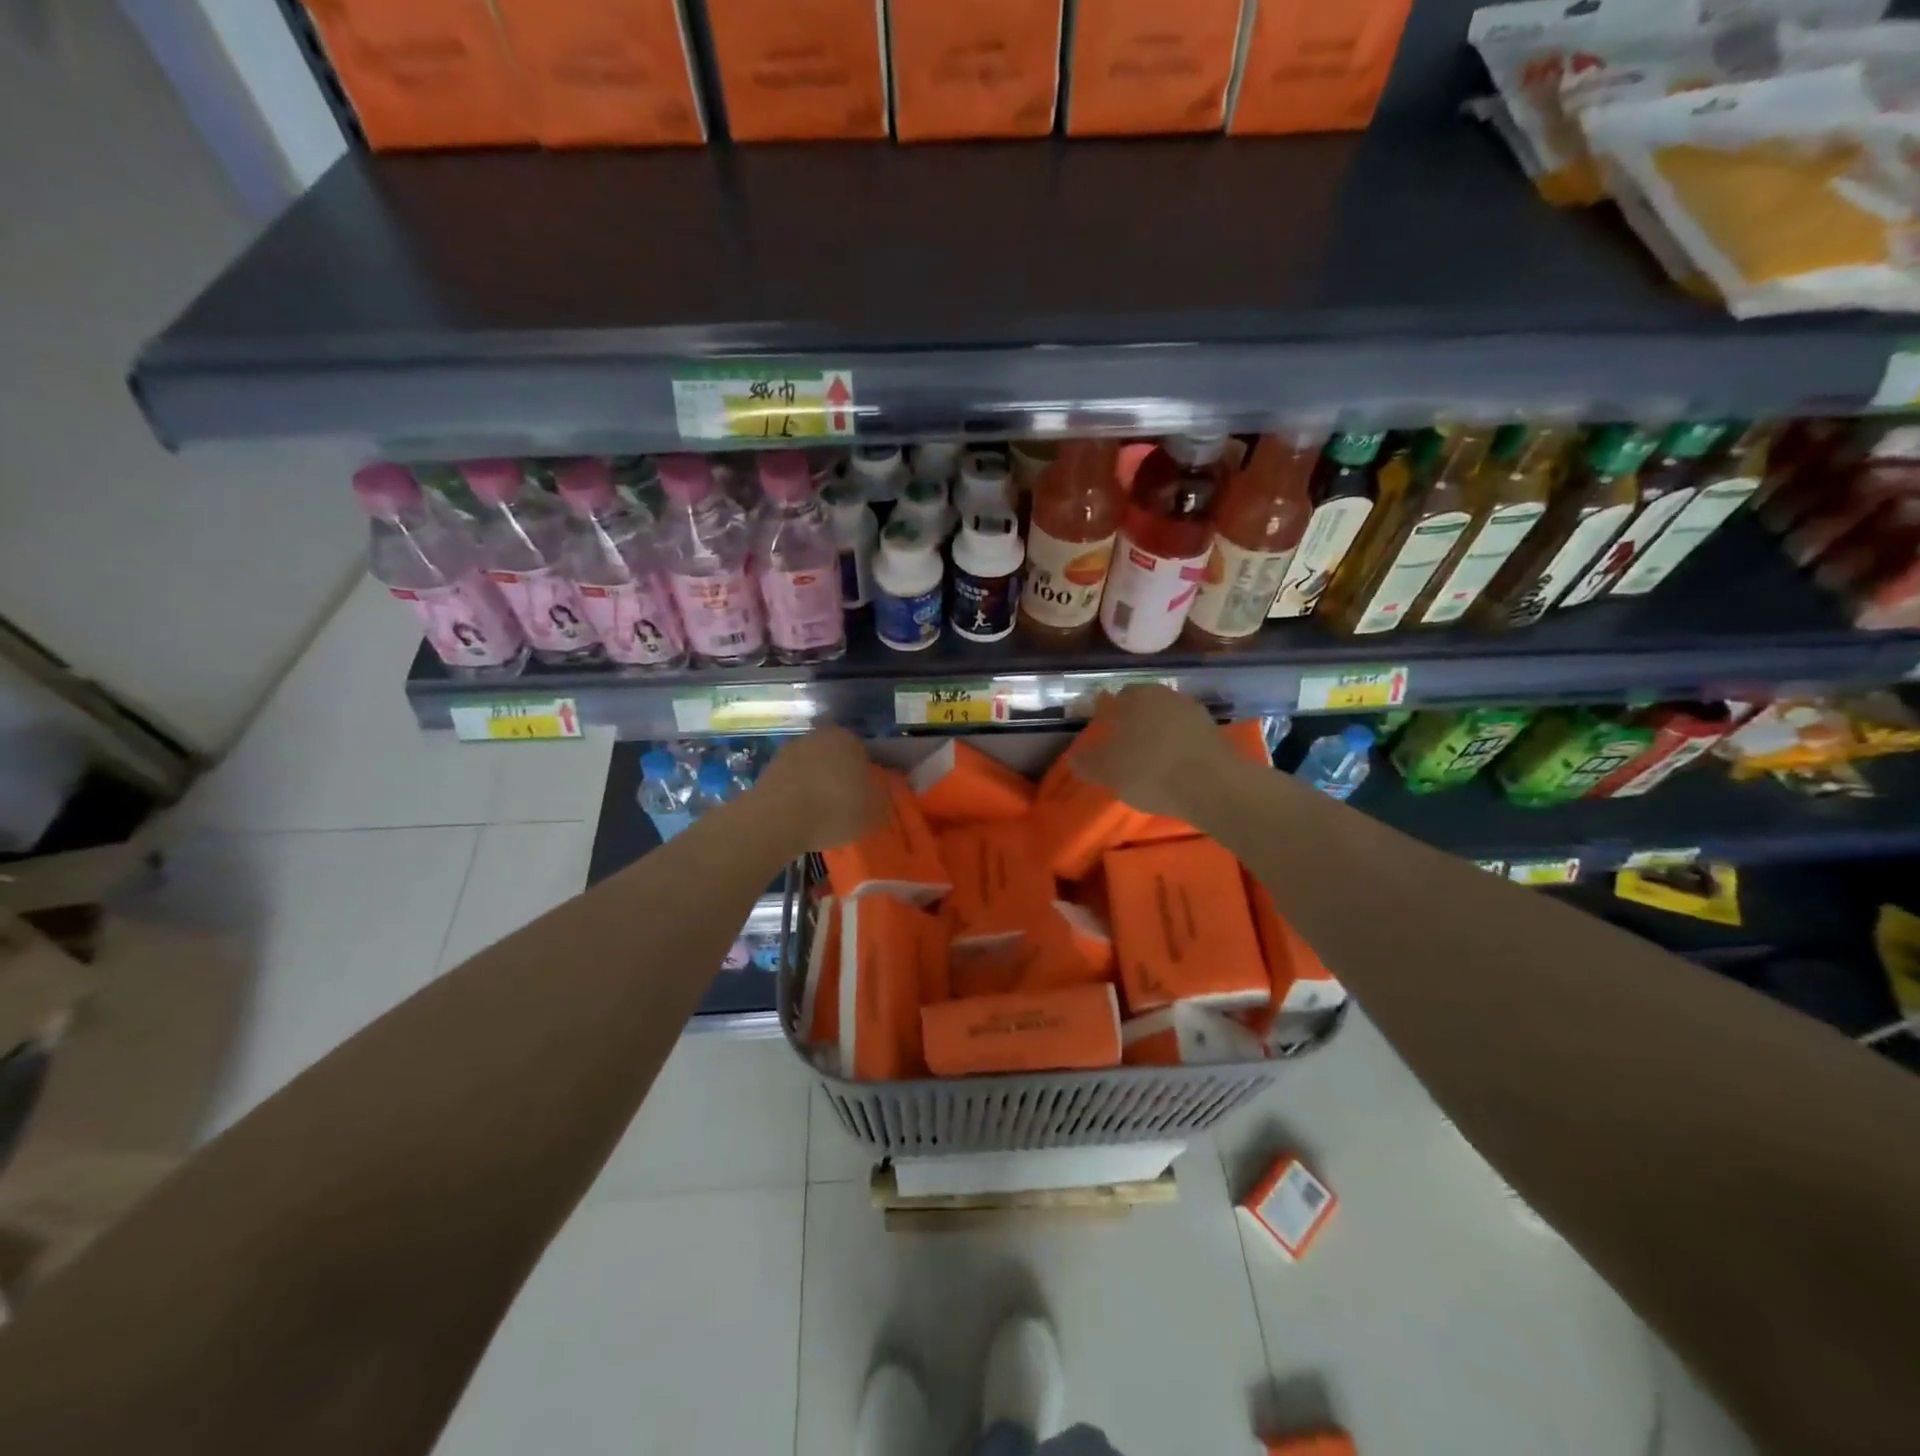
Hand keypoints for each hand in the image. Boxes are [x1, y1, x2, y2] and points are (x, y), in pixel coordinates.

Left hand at [753, 726, 887, 852]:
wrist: (779, 819)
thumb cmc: (835, 809)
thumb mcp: (873, 812)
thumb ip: (879, 800)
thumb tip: (876, 796)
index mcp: (848, 739)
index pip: (861, 752)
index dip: (863, 774)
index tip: (862, 794)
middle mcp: (818, 736)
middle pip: (834, 755)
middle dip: (837, 773)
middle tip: (842, 801)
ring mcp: (790, 750)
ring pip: (810, 765)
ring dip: (814, 781)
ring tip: (818, 811)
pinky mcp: (768, 768)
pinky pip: (791, 779)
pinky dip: (795, 792)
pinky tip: (799, 813)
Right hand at [1074, 685, 1228, 820]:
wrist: (1214, 786)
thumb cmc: (1150, 771)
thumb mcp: (1108, 772)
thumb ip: (1087, 763)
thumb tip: (1074, 758)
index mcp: (1136, 697)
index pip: (1115, 700)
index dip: (1106, 719)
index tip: (1103, 740)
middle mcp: (1166, 695)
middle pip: (1143, 708)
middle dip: (1132, 725)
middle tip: (1123, 751)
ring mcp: (1194, 712)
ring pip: (1166, 721)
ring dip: (1156, 736)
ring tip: (1148, 763)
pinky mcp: (1215, 733)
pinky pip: (1186, 737)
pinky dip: (1177, 748)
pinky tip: (1172, 769)